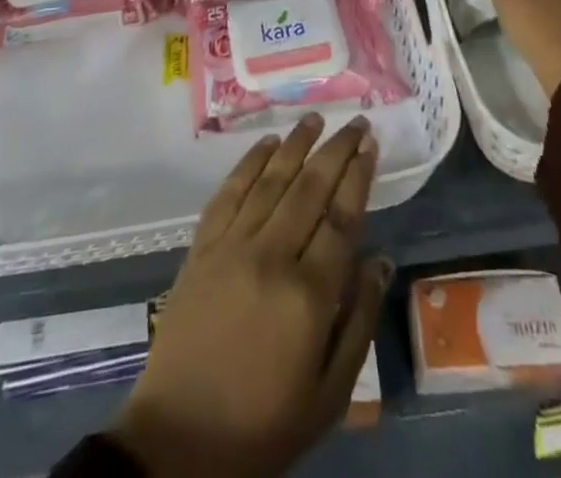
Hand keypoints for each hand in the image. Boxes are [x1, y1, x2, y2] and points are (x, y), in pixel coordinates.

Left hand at [110, 113, 390, 477]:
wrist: (179, 441)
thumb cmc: (264, 425)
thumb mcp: (329, 395)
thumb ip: (358, 321)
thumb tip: (381, 260)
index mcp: (308, 295)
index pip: (341, 217)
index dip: (358, 175)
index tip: (370, 144)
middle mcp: (271, 256)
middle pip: (309, 188)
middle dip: (335, 150)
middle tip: (354, 121)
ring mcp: (231, 246)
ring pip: (270, 180)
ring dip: (295, 145)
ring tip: (315, 119)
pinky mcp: (201, 247)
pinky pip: (229, 193)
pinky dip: (249, 164)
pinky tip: (267, 145)